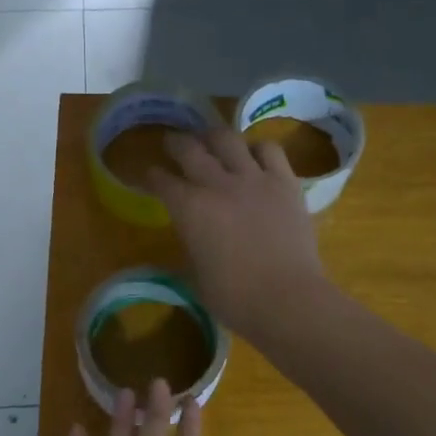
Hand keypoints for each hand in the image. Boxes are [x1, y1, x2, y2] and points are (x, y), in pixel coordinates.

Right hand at [145, 129, 327, 339]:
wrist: (286, 299)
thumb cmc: (234, 298)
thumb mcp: (196, 276)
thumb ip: (190, 247)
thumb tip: (192, 238)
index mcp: (189, 209)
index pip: (161, 181)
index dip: (151, 176)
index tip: (148, 175)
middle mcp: (218, 184)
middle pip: (190, 149)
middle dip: (176, 144)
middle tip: (172, 143)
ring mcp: (254, 179)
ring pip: (228, 139)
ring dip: (214, 137)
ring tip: (211, 140)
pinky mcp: (285, 182)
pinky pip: (269, 150)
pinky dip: (257, 148)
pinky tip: (254, 156)